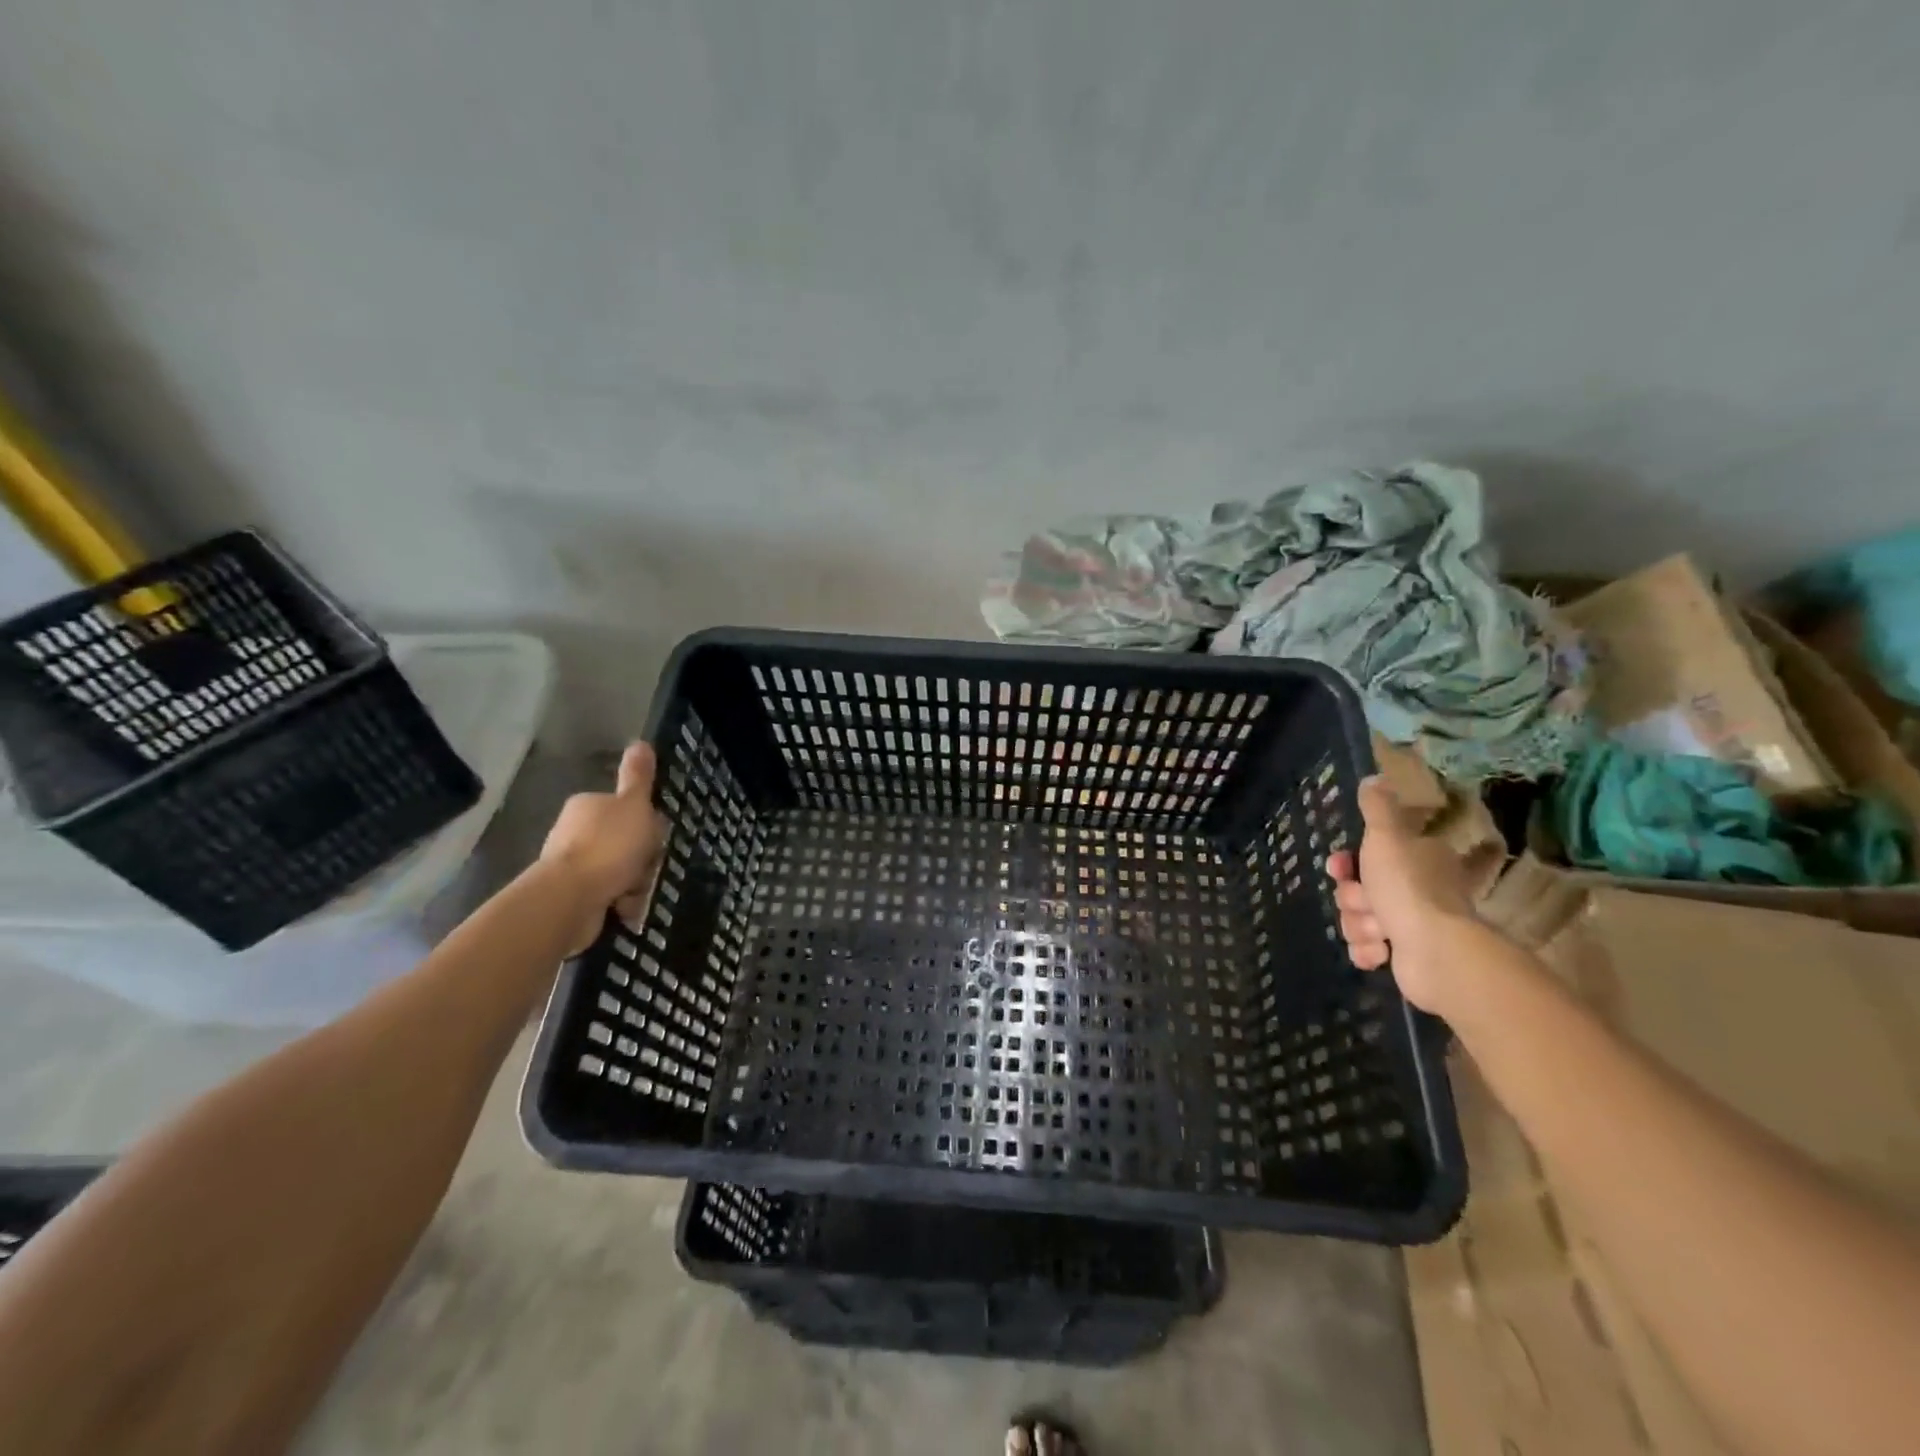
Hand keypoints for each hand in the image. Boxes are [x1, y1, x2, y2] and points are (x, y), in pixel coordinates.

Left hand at [540, 742, 669, 954]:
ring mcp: (573, 865)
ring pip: (621, 871)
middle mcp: (575, 832)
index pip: (627, 810)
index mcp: (588, 805)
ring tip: (633, 893)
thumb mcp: (633, 805)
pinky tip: (624, 909)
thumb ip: (638, 777)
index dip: (646, 825)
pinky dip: (621, 903)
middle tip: (646, 868)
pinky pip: (609, 896)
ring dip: (634, 884)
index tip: (654, 838)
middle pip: (626, 843)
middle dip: (641, 860)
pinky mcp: (572, 896)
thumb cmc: (608, 846)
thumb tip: (640, 742)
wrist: (570, 899)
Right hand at [1326, 776, 1476, 1012]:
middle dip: (1353, 898)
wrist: (1436, 953)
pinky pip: (1369, 948)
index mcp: (1420, 858)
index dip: (1347, 862)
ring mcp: (1414, 924)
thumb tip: (1376, 776)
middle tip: (1364, 902)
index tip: (1338, 867)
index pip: (1371, 853)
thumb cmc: (1408, 888)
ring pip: (1359, 918)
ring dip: (1359, 925)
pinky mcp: (1407, 956)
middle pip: (1360, 888)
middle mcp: (1419, 888)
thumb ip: (1378, 807)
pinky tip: (1379, 953)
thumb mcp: (1387, 836)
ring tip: (1378, 933)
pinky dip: (1369, 950)